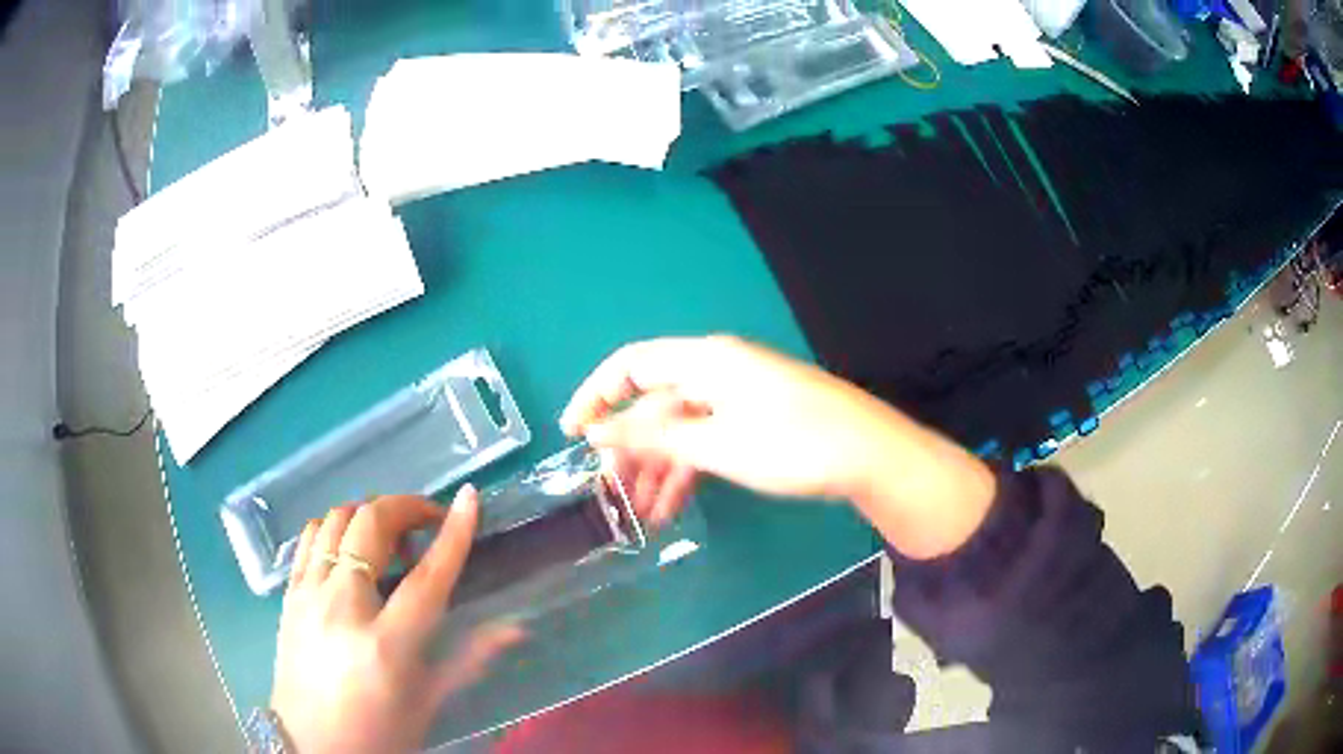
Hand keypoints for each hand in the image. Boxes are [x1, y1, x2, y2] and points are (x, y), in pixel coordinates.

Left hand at [270, 487, 521, 753]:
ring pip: (336, 519)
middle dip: (407, 508)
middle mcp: (341, 607)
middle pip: (371, 526)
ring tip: (391, 536)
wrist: (311, 746)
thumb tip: (516, 629)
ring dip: (369, 513)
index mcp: (385, 644)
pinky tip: (351, 545)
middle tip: (429, 521)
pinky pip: (310, 536)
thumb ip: (469, 659)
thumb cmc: (378, 732)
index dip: (454, 534)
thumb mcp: (427, 703)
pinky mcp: (289, 594)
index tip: (470, 497)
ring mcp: (308, 594)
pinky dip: (336, 525)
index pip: (427, 576)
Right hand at [561, 336, 995, 558]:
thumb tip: (597, 432)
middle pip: (655, 405)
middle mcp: (717, 371)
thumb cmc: (794, 444)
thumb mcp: (717, 445)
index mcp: (706, 360)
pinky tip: (672, 507)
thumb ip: (654, 438)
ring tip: (640, 516)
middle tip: (610, 493)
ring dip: (657, 470)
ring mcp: (738, 398)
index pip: (631, 365)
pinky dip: (688, 471)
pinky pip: (707, 442)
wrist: (872, 456)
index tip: (571, 434)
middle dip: (630, 450)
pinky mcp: (755, 422)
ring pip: (680, 430)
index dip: (595, 395)